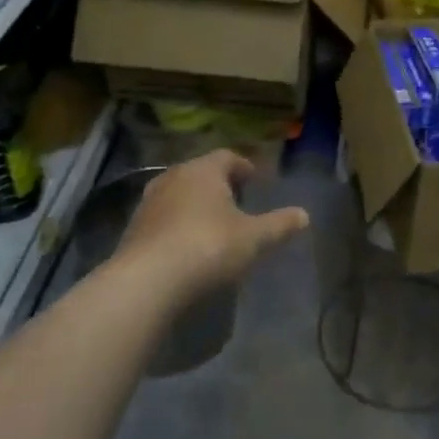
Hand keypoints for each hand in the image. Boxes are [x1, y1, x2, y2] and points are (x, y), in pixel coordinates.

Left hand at [116, 150, 308, 301]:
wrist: (147, 282)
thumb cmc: (209, 247)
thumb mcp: (254, 238)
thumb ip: (279, 225)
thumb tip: (304, 214)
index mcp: (203, 171)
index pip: (227, 157)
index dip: (243, 166)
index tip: (255, 180)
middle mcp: (172, 178)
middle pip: (200, 173)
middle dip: (219, 185)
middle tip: (237, 201)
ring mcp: (148, 203)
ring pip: (178, 195)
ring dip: (196, 205)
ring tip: (213, 225)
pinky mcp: (133, 230)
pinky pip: (163, 220)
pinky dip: (178, 226)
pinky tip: (189, 247)